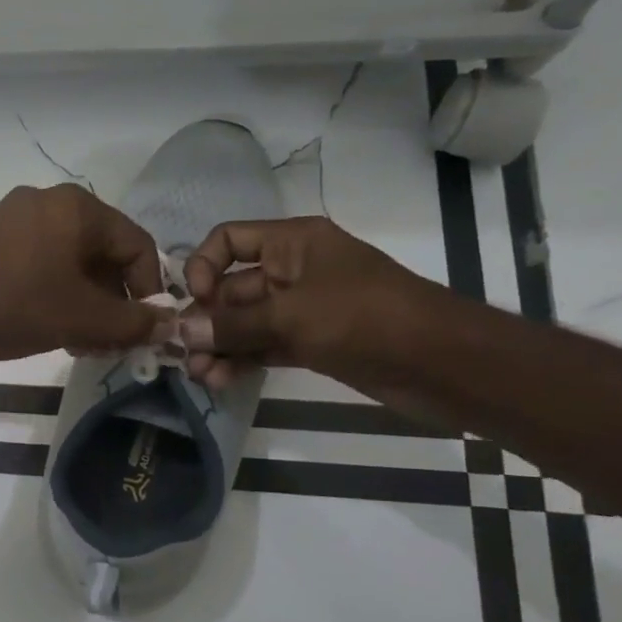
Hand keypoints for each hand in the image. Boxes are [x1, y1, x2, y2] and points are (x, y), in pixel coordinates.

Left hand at [0, 185, 175, 366]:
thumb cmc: (20, 308)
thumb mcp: (85, 318)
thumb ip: (134, 322)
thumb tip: (168, 325)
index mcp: (77, 206)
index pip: (136, 244)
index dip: (149, 288)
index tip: (144, 326)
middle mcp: (46, 199)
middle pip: (101, 251)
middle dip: (112, 300)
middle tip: (111, 340)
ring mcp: (12, 216)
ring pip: (68, 259)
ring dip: (84, 301)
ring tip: (82, 341)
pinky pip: (38, 260)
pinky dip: (54, 290)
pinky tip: (51, 325)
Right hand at [179, 216, 450, 387]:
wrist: (442, 363)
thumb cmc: (365, 318)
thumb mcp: (292, 316)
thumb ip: (232, 325)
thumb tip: (179, 333)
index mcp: (292, 243)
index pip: (228, 240)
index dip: (203, 266)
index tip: (193, 302)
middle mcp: (292, 270)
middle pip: (231, 287)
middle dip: (205, 320)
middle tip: (182, 355)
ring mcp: (301, 309)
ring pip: (244, 322)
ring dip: (219, 346)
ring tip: (199, 376)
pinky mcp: (310, 343)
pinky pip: (262, 346)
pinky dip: (241, 360)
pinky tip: (220, 380)